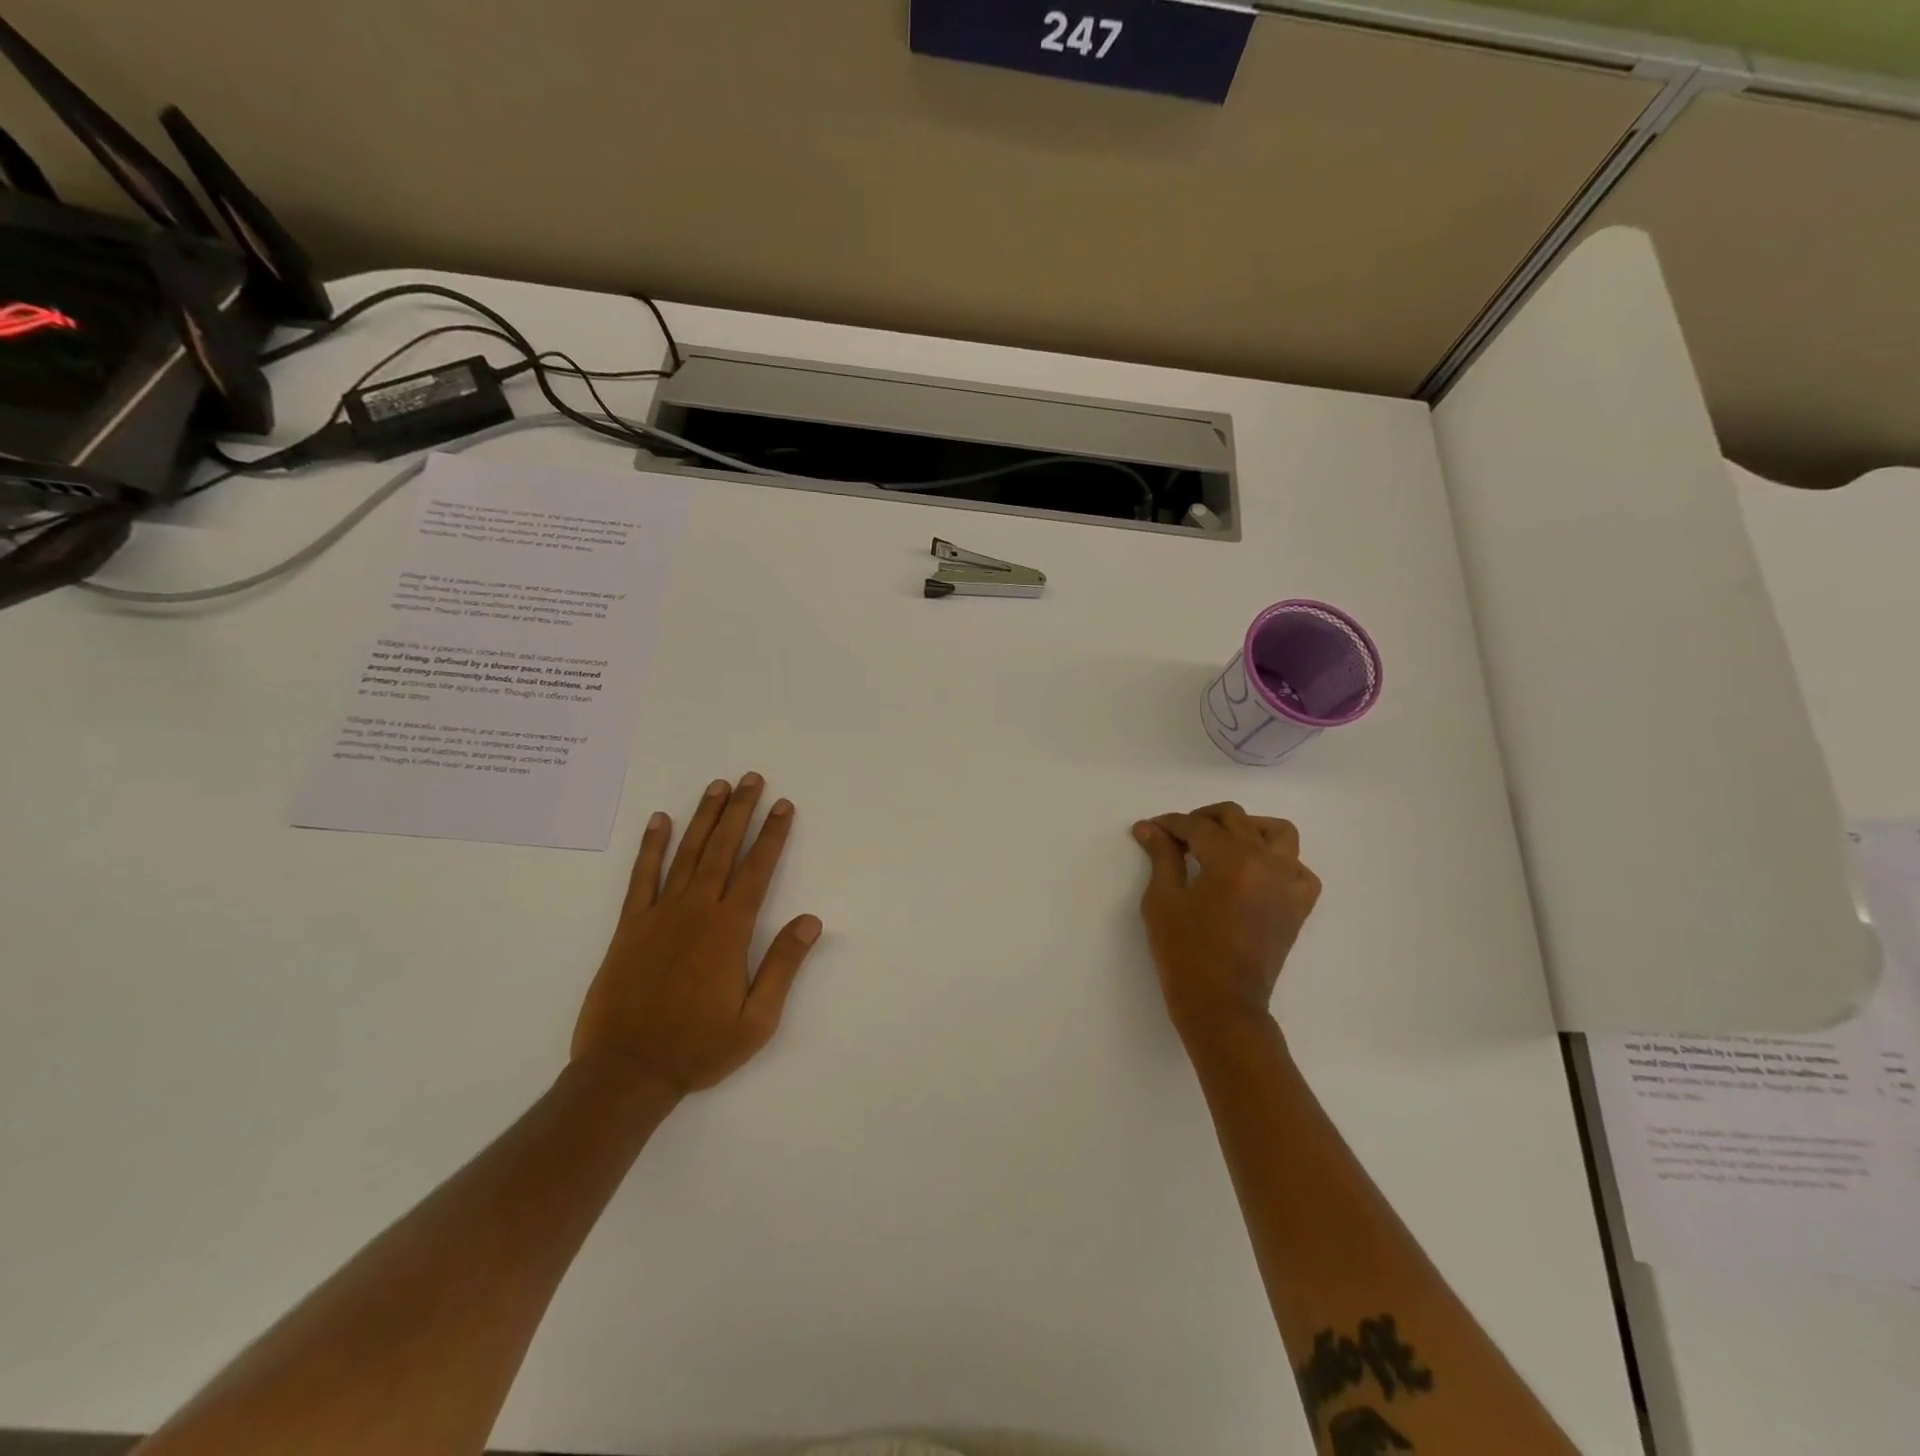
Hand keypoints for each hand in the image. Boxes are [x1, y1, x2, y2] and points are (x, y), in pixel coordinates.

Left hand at [572, 773, 822, 1096]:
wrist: (627, 1072)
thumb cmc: (698, 1048)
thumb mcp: (757, 1019)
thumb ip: (783, 965)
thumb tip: (811, 920)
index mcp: (729, 930)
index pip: (757, 869)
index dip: (772, 835)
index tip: (783, 805)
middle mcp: (696, 911)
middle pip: (722, 849)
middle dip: (740, 811)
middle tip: (751, 778)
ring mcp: (659, 914)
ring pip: (687, 853)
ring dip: (703, 817)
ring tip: (717, 786)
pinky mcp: (629, 926)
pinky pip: (642, 877)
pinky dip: (651, 847)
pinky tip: (659, 821)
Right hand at [1132, 802, 1320, 1046]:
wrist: (1221, 1005)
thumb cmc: (1184, 953)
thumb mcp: (1163, 900)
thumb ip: (1161, 856)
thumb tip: (1149, 827)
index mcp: (1232, 860)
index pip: (1198, 826)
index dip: (1170, 824)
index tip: (1150, 828)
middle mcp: (1267, 863)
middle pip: (1235, 819)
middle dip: (1202, 820)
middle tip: (1177, 837)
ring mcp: (1287, 884)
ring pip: (1277, 833)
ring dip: (1247, 828)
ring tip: (1222, 843)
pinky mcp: (1297, 906)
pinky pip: (1299, 869)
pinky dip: (1280, 862)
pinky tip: (1256, 873)